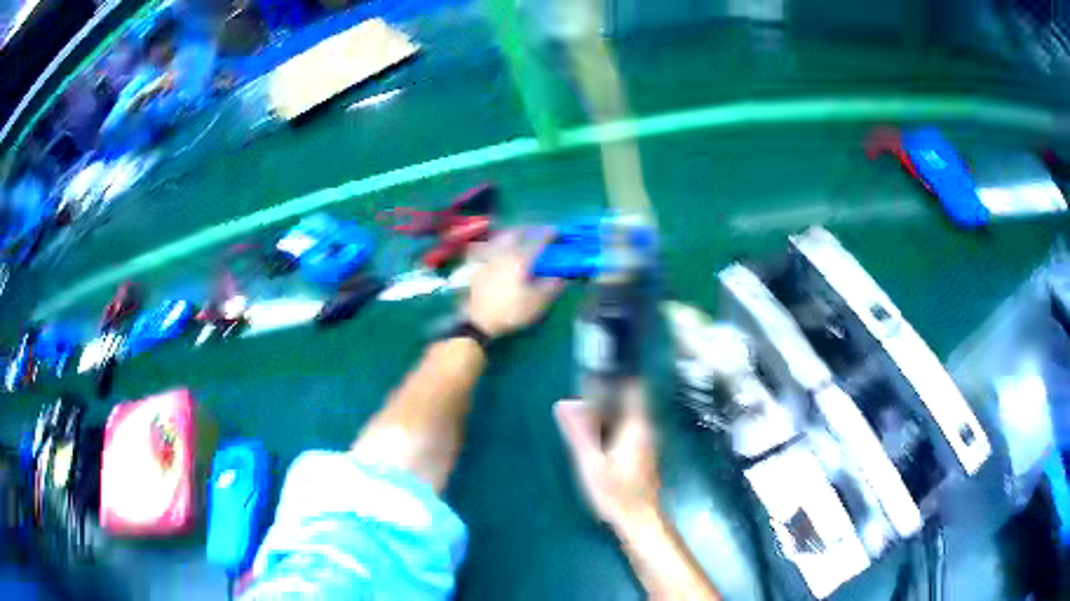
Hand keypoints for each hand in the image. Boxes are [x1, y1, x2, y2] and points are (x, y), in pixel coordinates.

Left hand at [464, 230, 563, 338]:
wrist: (479, 320)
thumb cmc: (511, 311)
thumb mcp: (538, 302)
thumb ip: (553, 285)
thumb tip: (562, 275)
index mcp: (521, 258)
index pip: (538, 241)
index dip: (549, 234)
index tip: (557, 231)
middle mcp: (504, 252)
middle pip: (517, 233)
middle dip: (529, 230)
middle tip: (537, 233)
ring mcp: (488, 258)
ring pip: (500, 238)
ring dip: (512, 234)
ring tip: (518, 237)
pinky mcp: (477, 266)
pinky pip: (486, 247)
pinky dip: (494, 244)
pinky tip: (496, 249)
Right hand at [554, 383, 660, 529]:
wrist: (639, 520)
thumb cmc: (615, 492)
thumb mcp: (590, 463)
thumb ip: (578, 432)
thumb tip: (563, 404)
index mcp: (636, 426)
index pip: (633, 387)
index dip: (615, 377)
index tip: (593, 374)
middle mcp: (646, 429)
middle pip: (628, 401)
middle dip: (604, 396)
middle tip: (578, 400)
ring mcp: (647, 441)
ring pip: (627, 416)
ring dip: (607, 413)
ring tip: (582, 418)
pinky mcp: (643, 453)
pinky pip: (628, 429)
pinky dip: (612, 427)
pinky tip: (596, 440)